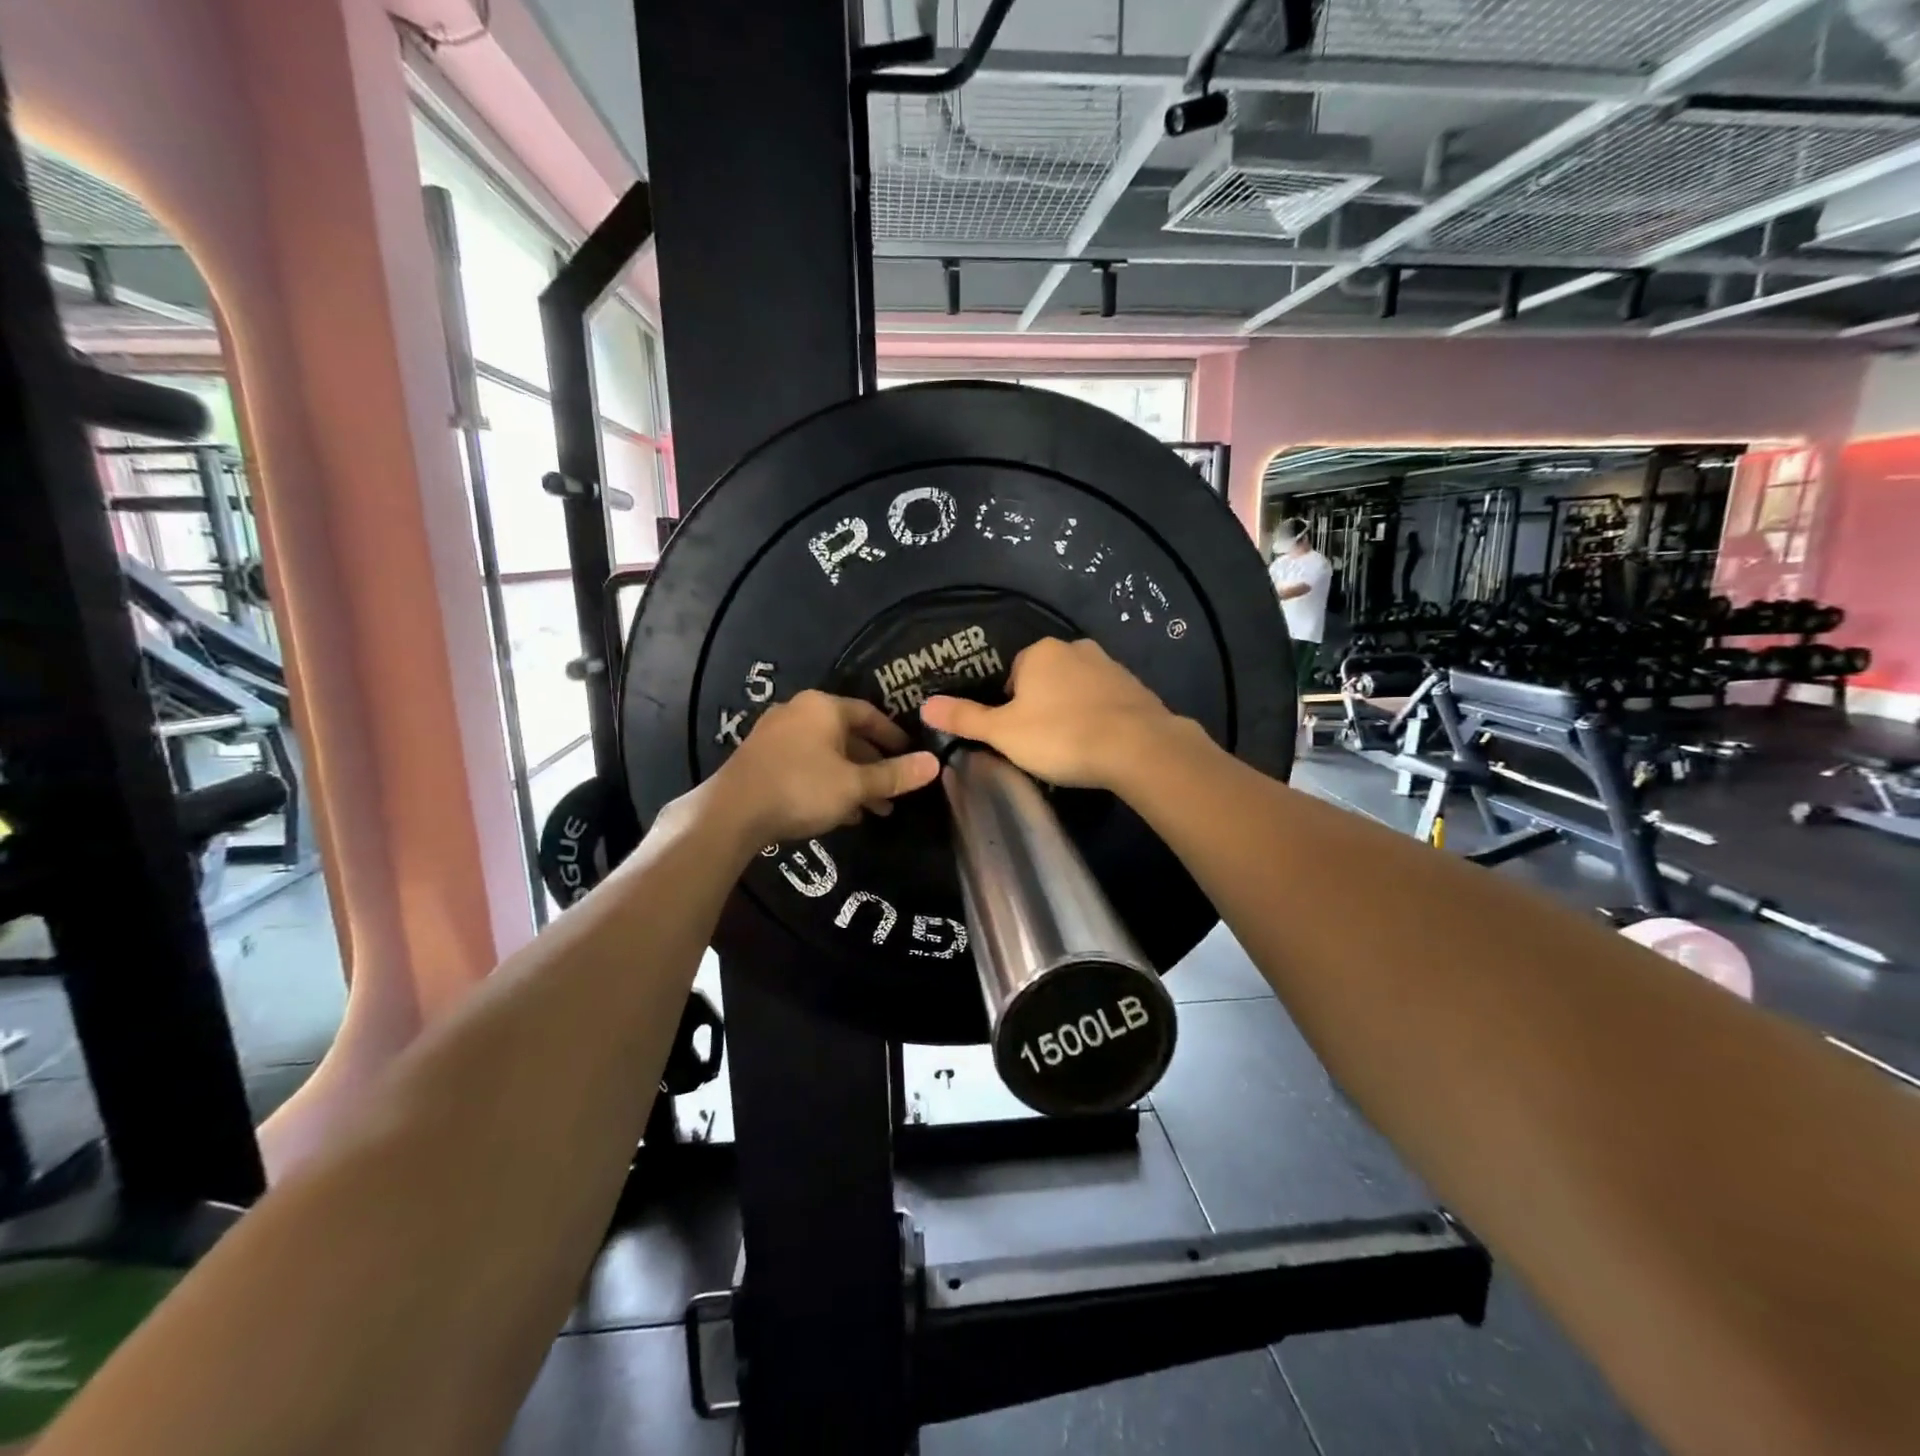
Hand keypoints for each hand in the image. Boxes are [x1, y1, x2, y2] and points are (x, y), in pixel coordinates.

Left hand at [710, 690, 938, 845]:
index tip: (912, 756)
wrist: (732, 812)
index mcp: (824, 707)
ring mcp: (776, 733)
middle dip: (874, 765)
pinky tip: (841, 811)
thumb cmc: (802, 789)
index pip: (870, 714)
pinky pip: (806, 764)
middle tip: (895, 790)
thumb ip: (894, 775)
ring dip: (852, 778)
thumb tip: (934, 763)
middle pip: (848, 735)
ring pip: (827, 753)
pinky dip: (827, 782)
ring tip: (874, 808)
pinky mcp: (761, 757)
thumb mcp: (855, 785)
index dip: (894, 737)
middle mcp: (799, 711)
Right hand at [919, 638, 1182, 790]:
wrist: (1138, 748)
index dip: (1009, 705)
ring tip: (1071, 747)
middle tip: (1041, 743)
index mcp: (1040, 652)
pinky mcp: (1138, 688)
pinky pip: (1107, 701)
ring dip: (1071, 710)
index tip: (1015, 735)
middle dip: (1041, 705)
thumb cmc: (1061, 736)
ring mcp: (1111, 666)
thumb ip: (965, 718)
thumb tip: (924, 705)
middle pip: (1046, 679)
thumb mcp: (1003, 733)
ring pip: (1078, 689)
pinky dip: (1100, 718)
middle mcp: (1076, 648)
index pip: (1013, 673)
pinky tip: (1100, 744)